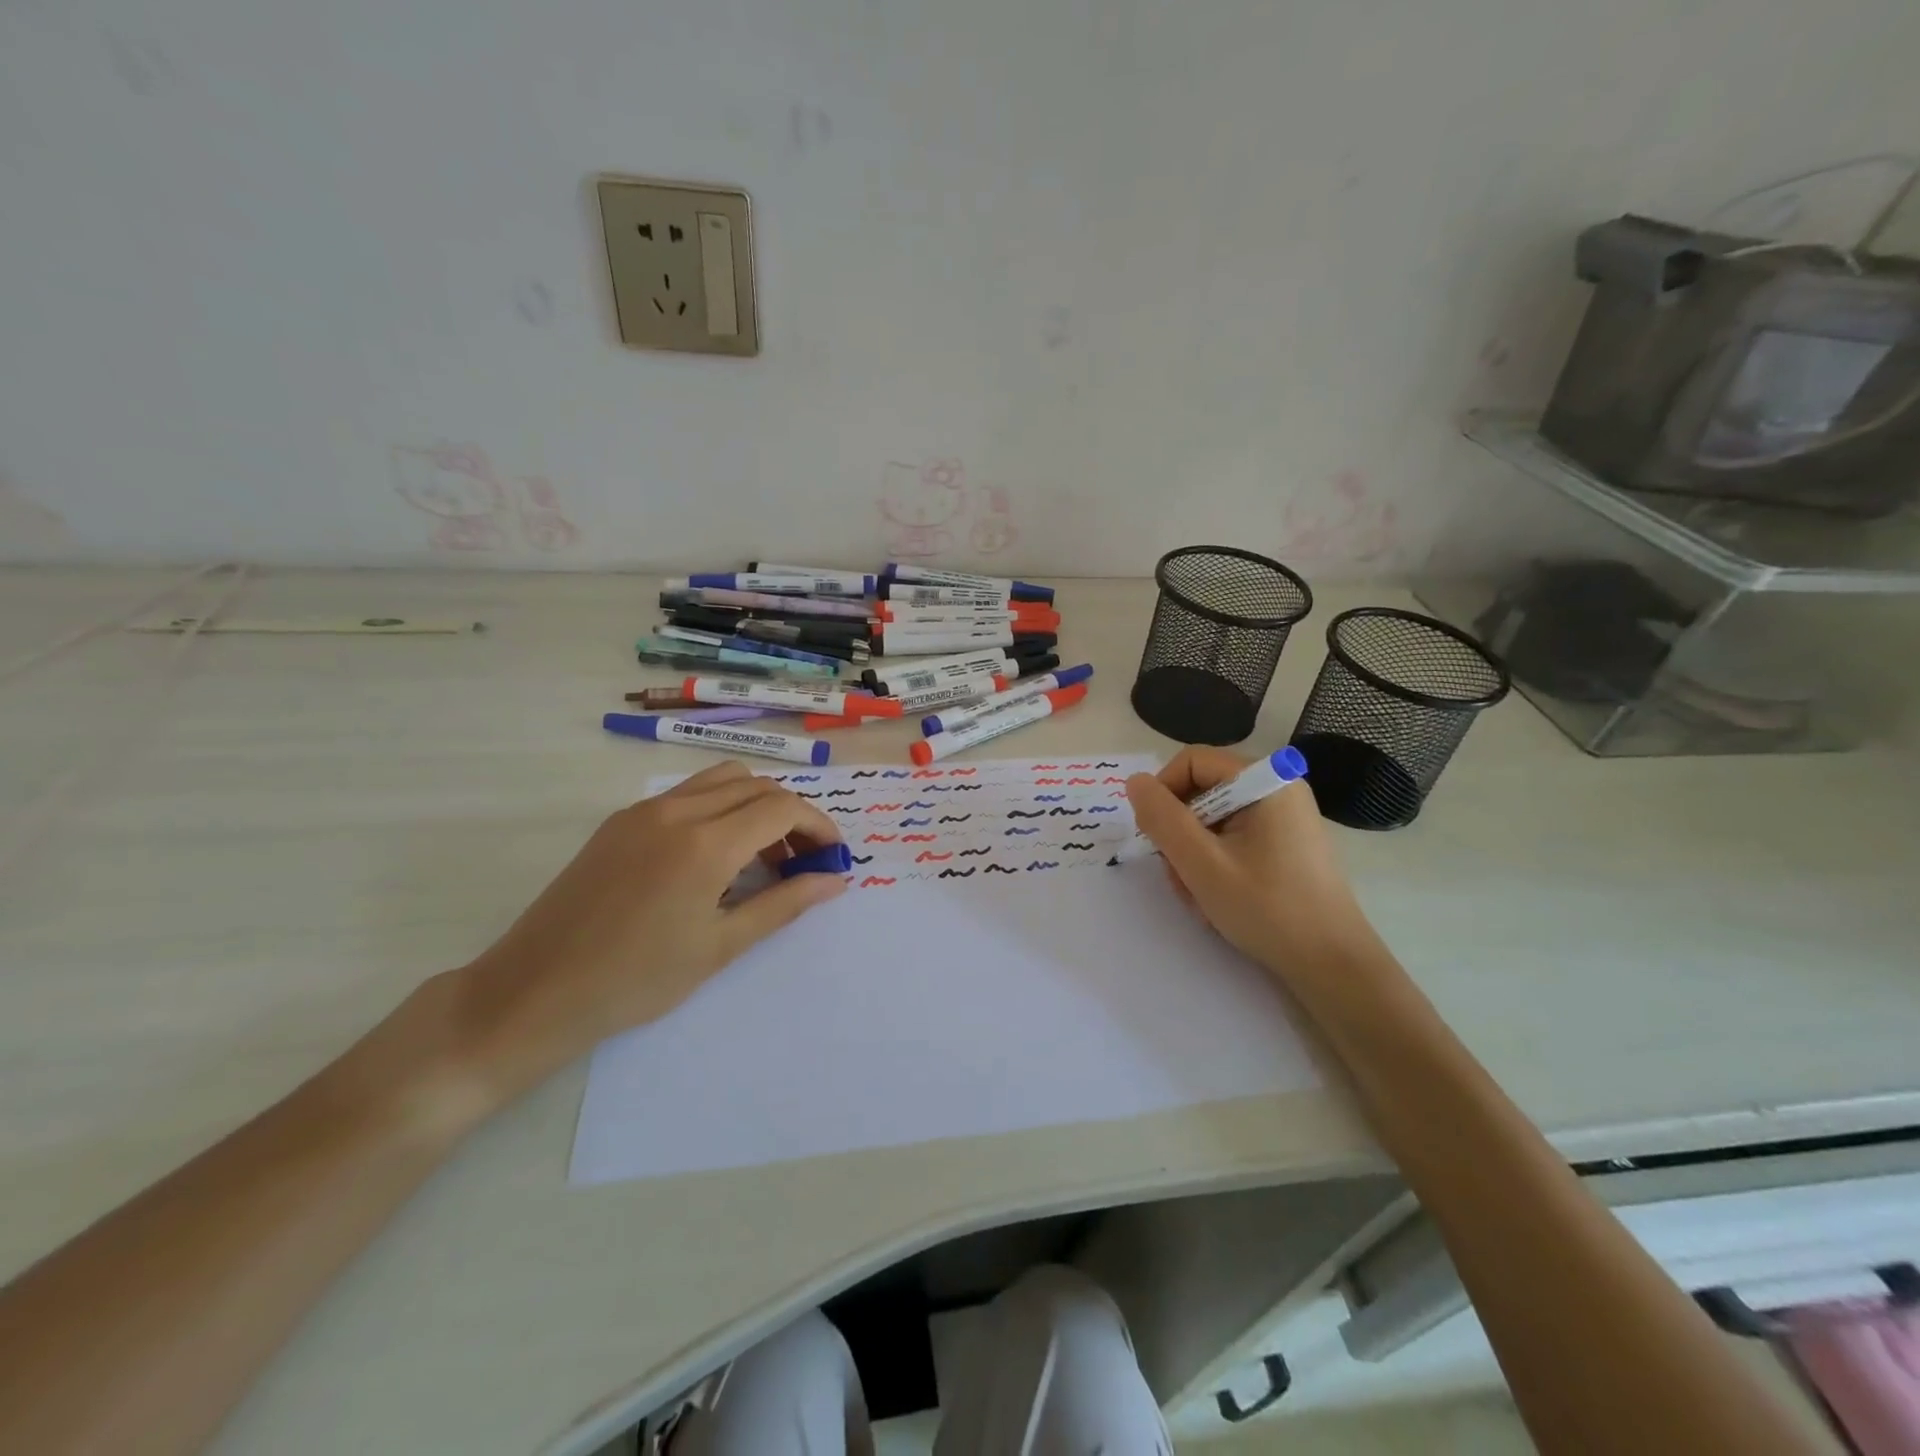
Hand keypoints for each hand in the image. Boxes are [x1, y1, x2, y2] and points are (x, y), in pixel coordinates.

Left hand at [445, 762, 846, 1102]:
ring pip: (721, 780)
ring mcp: (643, 810)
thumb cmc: (636, 980)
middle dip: (792, 816)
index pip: (782, 808)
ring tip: (761, 858)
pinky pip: (687, 795)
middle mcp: (677, 811)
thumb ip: (784, 904)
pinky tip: (714, 858)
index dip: (818, 827)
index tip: (833, 858)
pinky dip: (720, 809)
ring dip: (755, 806)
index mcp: (705, 843)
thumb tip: (835, 881)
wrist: (534, 992)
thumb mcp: (721, 946)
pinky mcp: (620, 821)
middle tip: (802, 863)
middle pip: (757, 785)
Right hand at [1125, 747, 1383, 987]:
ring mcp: (1285, 818)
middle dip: (1180, 834)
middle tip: (1181, 877)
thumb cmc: (1267, 908)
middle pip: (1202, 792)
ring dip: (1194, 856)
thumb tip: (1135, 781)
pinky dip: (1217, 864)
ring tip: (1201, 896)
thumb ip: (1162, 818)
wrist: (1333, 965)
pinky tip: (1220, 898)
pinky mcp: (1286, 844)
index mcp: (1265, 780)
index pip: (1191, 762)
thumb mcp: (1201, 863)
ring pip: (1213, 820)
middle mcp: (1278, 788)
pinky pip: (1234, 839)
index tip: (1156, 838)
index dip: (1163, 794)